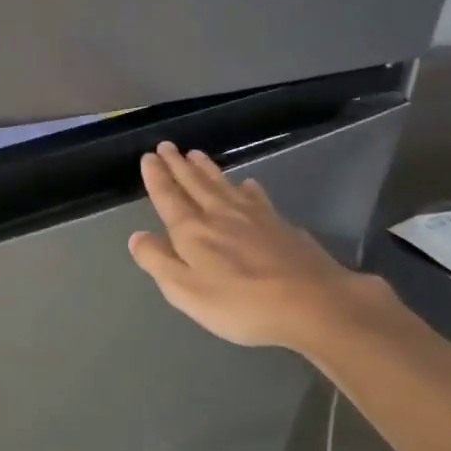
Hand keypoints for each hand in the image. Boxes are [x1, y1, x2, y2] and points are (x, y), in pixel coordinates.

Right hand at [126, 142, 386, 351]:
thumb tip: (136, 236)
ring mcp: (254, 217)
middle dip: (178, 165)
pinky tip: (248, 184)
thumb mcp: (185, 291)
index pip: (168, 197)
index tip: (148, 157)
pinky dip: (247, 188)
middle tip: (167, 146)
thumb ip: (157, 261)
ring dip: (207, 169)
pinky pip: (256, 197)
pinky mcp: (281, 225)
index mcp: (192, 231)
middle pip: (195, 184)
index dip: (157, 177)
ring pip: (224, 184)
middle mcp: (220, 215)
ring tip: (196, 155)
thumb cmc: (240, 304)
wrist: (314, 304)